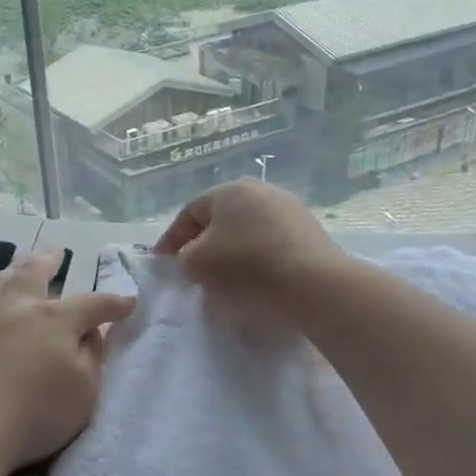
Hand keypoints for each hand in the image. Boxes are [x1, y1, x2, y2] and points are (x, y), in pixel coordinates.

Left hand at [0, 250, 136, 473]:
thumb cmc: (36, 413)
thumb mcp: (84, 391)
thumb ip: (91, 357)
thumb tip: (90, 333)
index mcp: (55, 319)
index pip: (92, 304)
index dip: (112, 304)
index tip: (128, 303)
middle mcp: (17, 308)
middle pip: (34, 274)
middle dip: (48, 261)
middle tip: (55, 251)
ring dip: (11, 272)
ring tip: (17, 265)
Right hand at [153, 181, 347, 323]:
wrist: (313, 285)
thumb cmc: (245, 267)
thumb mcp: (196, 264)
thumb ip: (183, 257)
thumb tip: (193, 257)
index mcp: (229, 190)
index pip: (189, 213)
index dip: (171, 238)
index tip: (161, 262)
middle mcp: (260, 191)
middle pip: (220, 219)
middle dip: (203, 243)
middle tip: (192, 269)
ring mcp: (290, 209)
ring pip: (247, 231)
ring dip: (231, 253)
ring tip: (224, 280)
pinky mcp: (310, 232)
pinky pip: (271, 244)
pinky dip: (257, 260)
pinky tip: (255, 281)